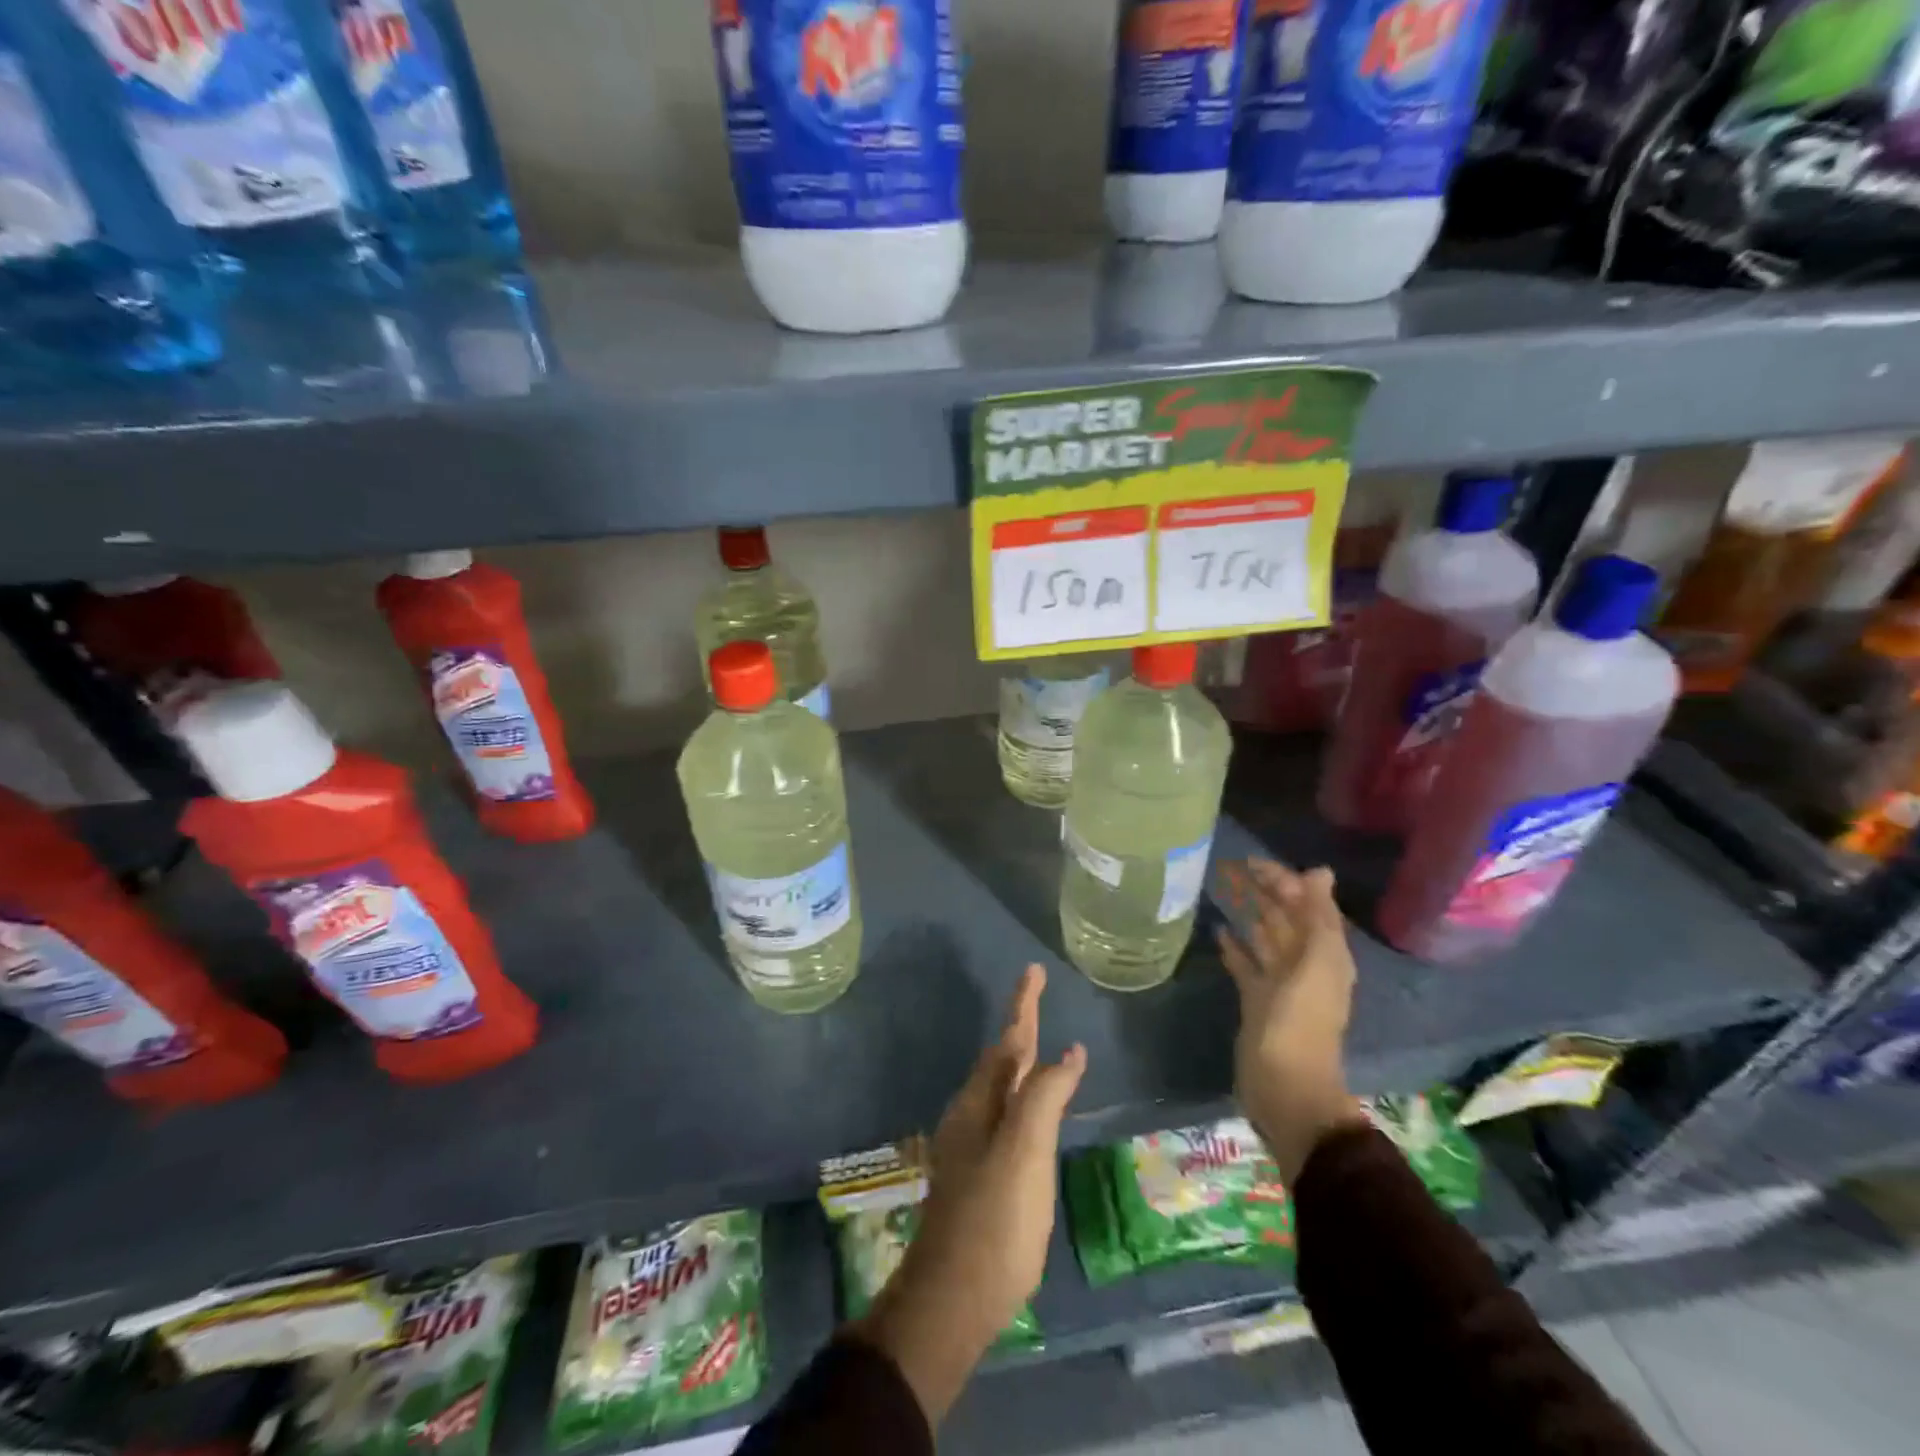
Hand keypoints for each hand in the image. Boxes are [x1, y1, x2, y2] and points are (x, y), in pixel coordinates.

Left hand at [855, 965, 1085, 1422]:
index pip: (1009, 1040)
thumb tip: (1067, 1051)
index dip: (1023, 1004)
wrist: (954, 1298)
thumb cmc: (994, 1219)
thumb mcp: (1025, 1151)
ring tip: (1036, 1042)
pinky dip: (1024, 1096)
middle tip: (1037, 997)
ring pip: (1001, 1087)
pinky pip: (1007, 1115)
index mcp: (980, 1102)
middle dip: (1020, 1026)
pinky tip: (1033, 1110)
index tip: (1033, 970)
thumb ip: (1045, 1097)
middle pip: (1002, 1059)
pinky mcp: (983, 1176)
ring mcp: (974, 1146)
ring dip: (1020, 1060)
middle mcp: (973, 1115)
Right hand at [1218, 860, 1367, 1184]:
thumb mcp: (1315, 966)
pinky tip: (1218, 930)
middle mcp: (1305, 965)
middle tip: (1232, 867)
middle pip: (1285, 919)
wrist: (1284, 1088)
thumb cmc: (1299, 1023)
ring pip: (1265, 938)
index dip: (1284, 881)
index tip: (1252, 862)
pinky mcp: (1256, 1000)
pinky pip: (1246, 965)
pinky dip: (1236, 947)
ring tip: (1224, 889)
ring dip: (1250, 914)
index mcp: (1326, 955)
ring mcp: (1280, 984)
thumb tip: (1319, 872)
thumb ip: (1318, 918)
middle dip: (1265, 892)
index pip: (1307, 906)